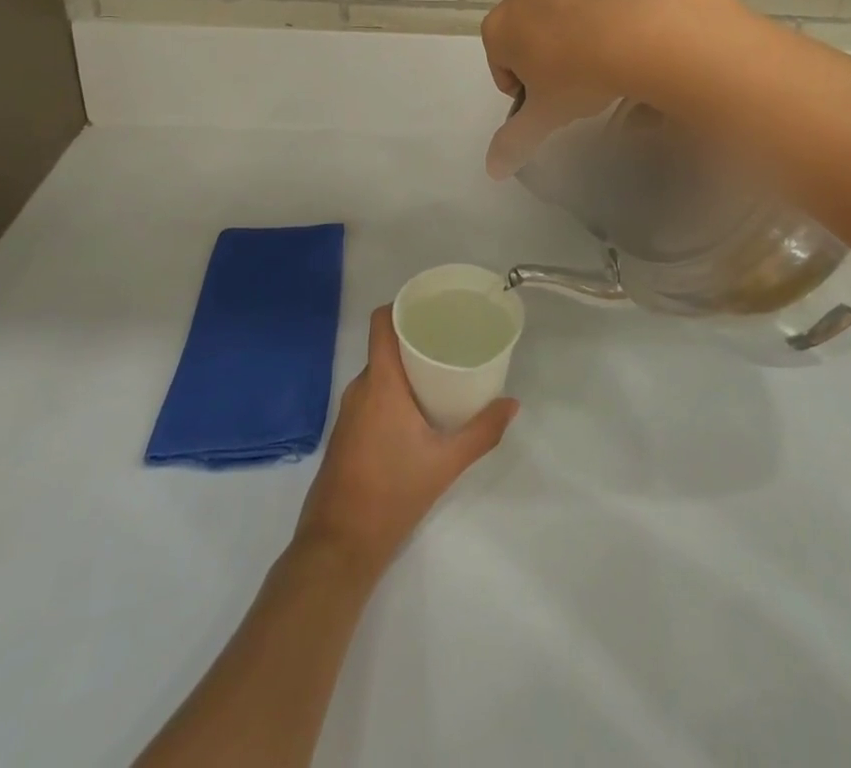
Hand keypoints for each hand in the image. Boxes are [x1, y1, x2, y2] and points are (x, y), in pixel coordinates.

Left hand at [294, 307, 516, 576]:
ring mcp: (348, 412)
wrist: (338, 545)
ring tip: (439, 371)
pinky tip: (417, 408)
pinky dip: (393, 390)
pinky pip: (371, 395)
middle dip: (414, 338)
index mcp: (380, 383)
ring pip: (379, 373)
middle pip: (385, 346)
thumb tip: (512, 404)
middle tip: (449, 340)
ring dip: (405, 367)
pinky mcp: (346, 433)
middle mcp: (360, 388)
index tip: (431, 306)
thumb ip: (481, 431)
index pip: (381, 322)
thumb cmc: (392, 494)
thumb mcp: (445, 463)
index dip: (402, 305)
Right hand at [479, 0, 730, 178]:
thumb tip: (492, 170)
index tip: (550, 99)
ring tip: (611, 45)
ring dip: (578, 15)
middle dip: (547, 44)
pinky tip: (633, 14)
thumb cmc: (582, 77)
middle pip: (529, 22)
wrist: (643, 30)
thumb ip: (515, 142)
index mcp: (501, 26)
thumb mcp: (548, 116)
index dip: (522, 83)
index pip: (500, 60)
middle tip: (581, 74)